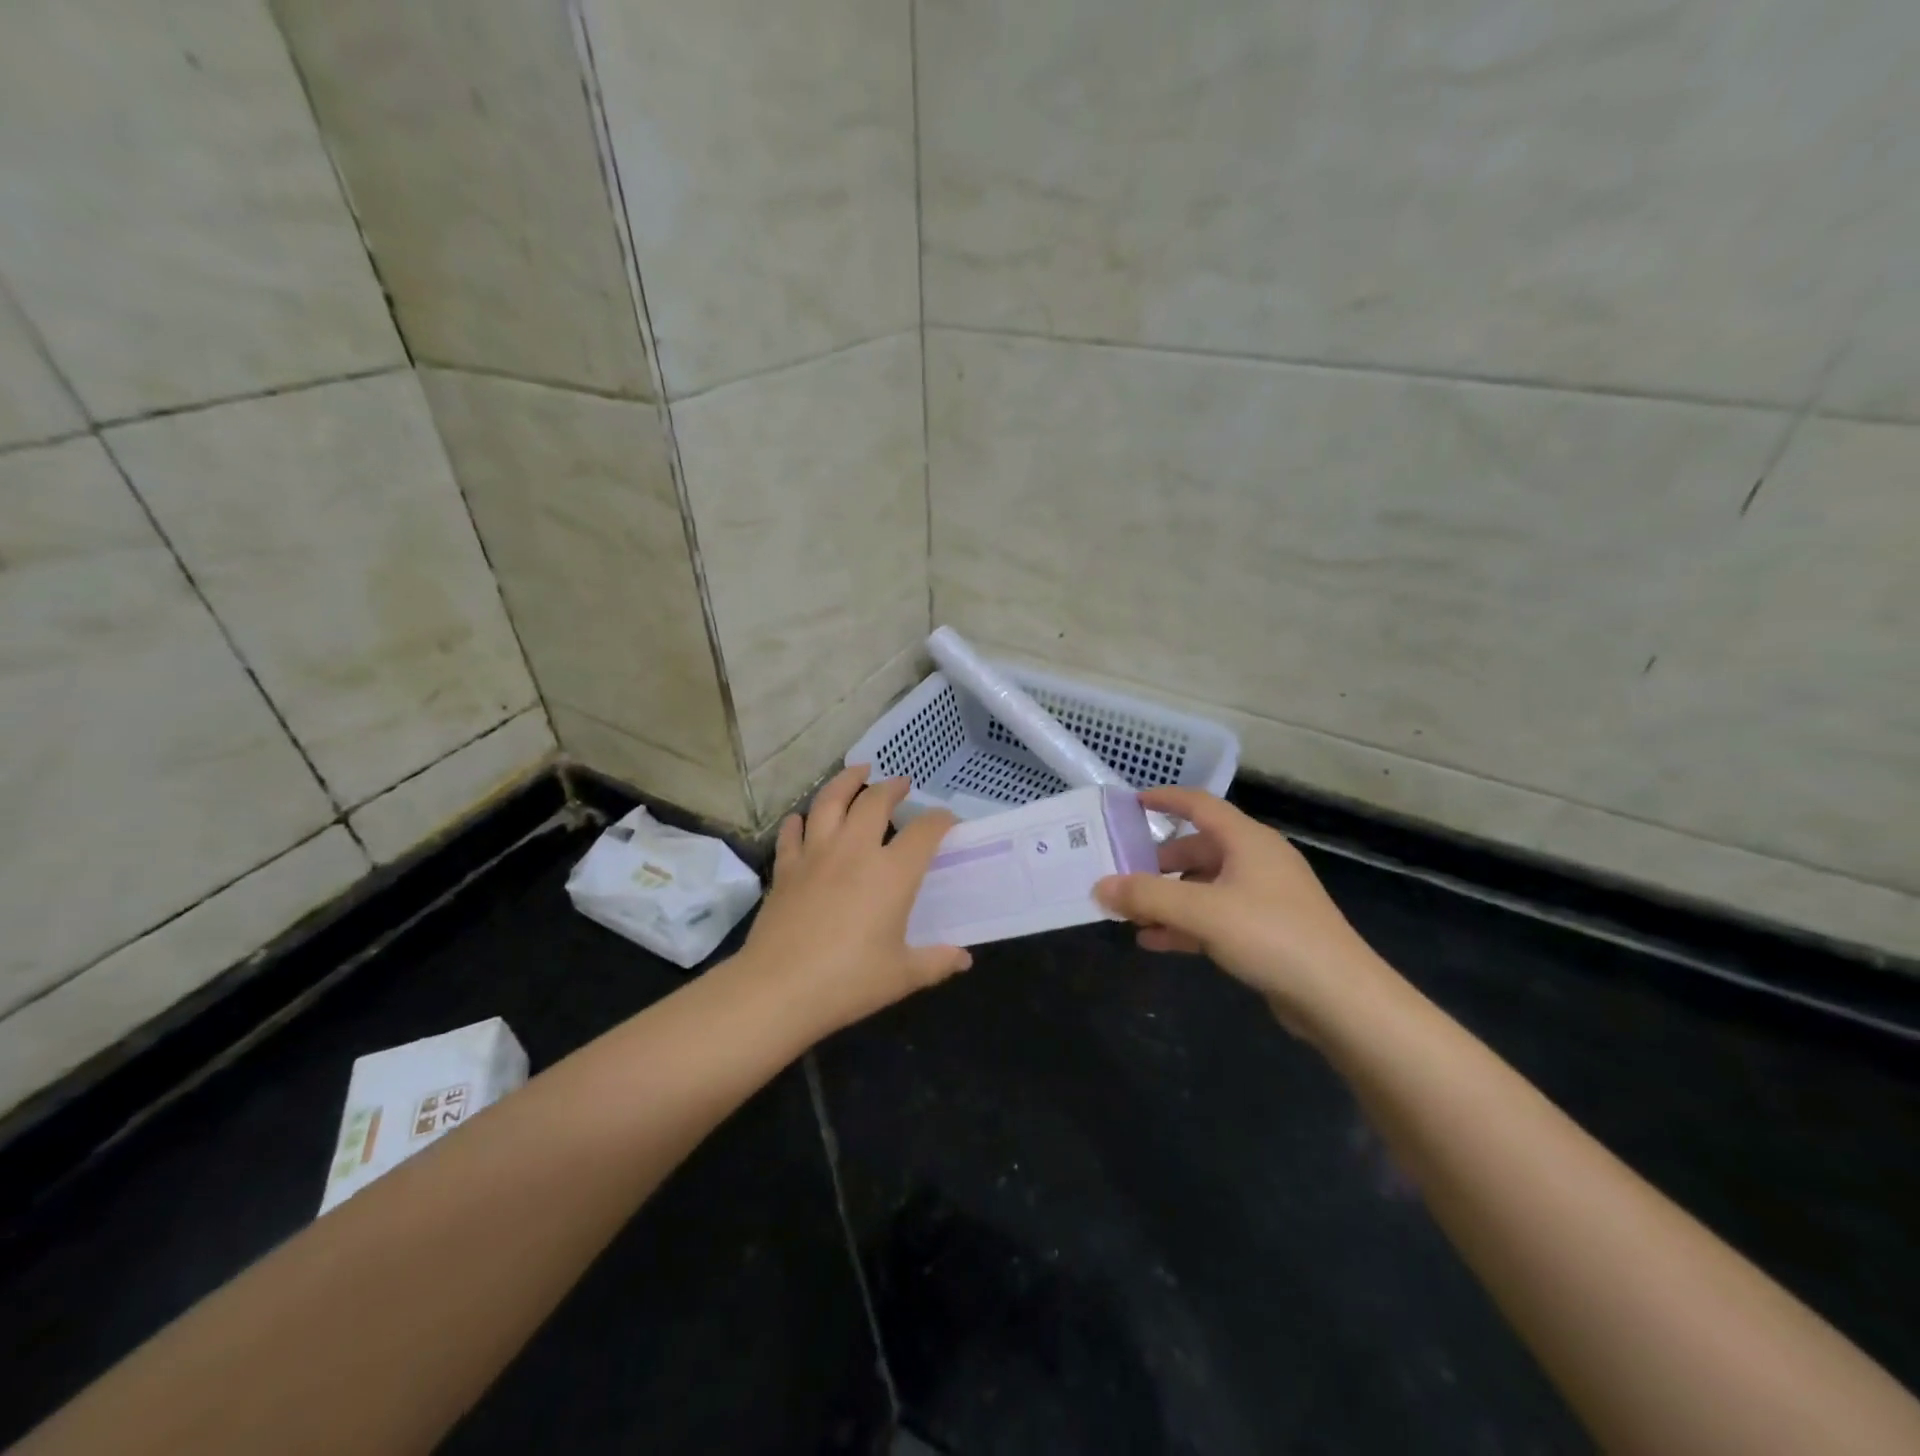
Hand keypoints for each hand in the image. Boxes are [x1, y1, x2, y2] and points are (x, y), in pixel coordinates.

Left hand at [736, 765, 970, 1037]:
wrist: (778, 989)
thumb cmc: (848, 982)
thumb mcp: (903, 975)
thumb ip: (937, 961)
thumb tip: (964, 959)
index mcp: (892, 873)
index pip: (925, 831)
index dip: (940, 820)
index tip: (947, 821)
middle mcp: (855, 850)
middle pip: (875, 801)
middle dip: (892, 787)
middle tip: (901, 784)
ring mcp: (816, 854)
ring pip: (830, 801)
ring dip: (846, 781)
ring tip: (858, 771)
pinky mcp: (786, 868)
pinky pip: (793, 832)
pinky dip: (800, 820)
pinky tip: (803, 818)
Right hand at [1095, 787, 1392, 1031]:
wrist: (1340, 998)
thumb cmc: (1271, 936)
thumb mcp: (1202, 912)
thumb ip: (1147, 897)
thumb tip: (1099, 886)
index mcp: (1247, 841)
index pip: (1199, 805)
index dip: (1164, 800)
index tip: (1130, 804)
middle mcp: (1256, 861)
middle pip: (1197, 850)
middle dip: (1157, 864)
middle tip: (1122, 875)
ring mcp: (1264, 898)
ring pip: (1204, 887)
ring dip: (1167, 899)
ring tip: (1130, 915)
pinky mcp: (1266, 932)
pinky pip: (1215, 918)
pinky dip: (1185, 925)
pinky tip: (1155, 942)